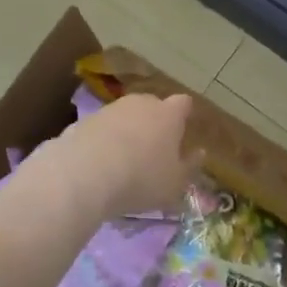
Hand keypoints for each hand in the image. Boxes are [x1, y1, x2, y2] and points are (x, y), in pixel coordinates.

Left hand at [25, 93, 198, 224]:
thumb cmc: (142, 179)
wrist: (86, 172)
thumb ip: (190, 166)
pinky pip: (103, 128)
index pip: (183, 104)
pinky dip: (105, 140)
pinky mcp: (86, 119)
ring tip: (124, 160)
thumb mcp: (175, 183)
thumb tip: (199, 153)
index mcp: (168, 115)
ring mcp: (111, 108)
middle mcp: (141, 103)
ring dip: (127, 131)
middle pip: (153, 106)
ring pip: (126, 116)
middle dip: (154, 123)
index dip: (184, 114)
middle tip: (153, 150)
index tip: (183, 129)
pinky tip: (100, 163)